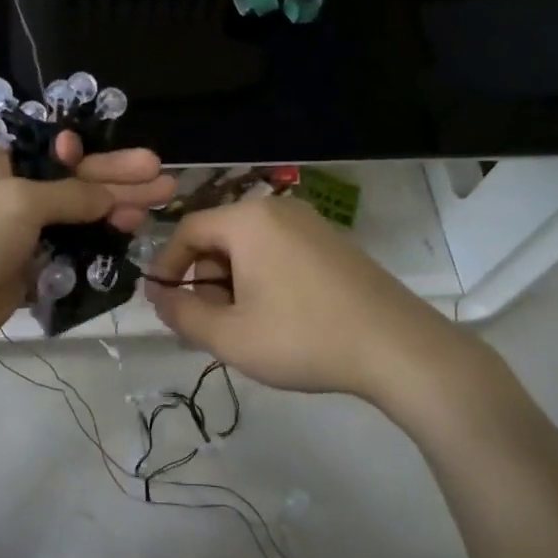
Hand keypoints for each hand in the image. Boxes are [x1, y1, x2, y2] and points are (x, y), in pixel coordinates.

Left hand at [0, 134, 174, 364]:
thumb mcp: (20, 201)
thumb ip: (72, 195)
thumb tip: (111, 195)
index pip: (53, 149)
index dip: (94, 154)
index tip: (129, 159)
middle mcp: (7, 189)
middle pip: (72, 180)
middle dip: (117, 179)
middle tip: (162, 177)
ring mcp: (18, 230)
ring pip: (76, 215)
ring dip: (114, 208)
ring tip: (160, 203)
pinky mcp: (28, 265)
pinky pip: (70, 247)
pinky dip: (98, 241)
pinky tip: (130, 233)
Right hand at [143, 197, 500, 404]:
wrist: (398, 347)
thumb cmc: (303, 337)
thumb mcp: (230, 336)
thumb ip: (182, 314)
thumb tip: (159, 297)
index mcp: (247, 220)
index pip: (188, 230)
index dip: (167, 266)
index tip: (161, 302)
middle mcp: (277, 210)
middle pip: (220, 237)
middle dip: (205, 280)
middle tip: (210, 325)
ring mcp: (311, 223)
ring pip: (250, 247)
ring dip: (234, 283)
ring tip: (246, 327)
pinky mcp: (333, 242)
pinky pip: (280, 251)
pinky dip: (264, 279)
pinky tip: (279, 318)